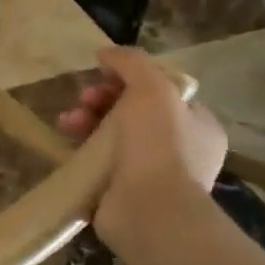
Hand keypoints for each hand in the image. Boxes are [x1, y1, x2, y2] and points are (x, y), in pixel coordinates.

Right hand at [57, 47, 227, 245]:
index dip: (129, 79)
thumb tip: (106, 52)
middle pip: (132, 112)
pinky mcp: (122, 193)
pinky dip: (80, 151)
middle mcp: (179, 150)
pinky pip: (97, 163)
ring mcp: (150, 175)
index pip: (161, 92)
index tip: (103, 76)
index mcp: (198, 125)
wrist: (149, 212)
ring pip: (111, 136)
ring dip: (86, 122)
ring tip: (68, 122)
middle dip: (101, 100)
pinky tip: (66, 144)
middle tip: (83, 99)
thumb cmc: (159, 145)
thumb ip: (131, 63)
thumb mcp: (151, 89)